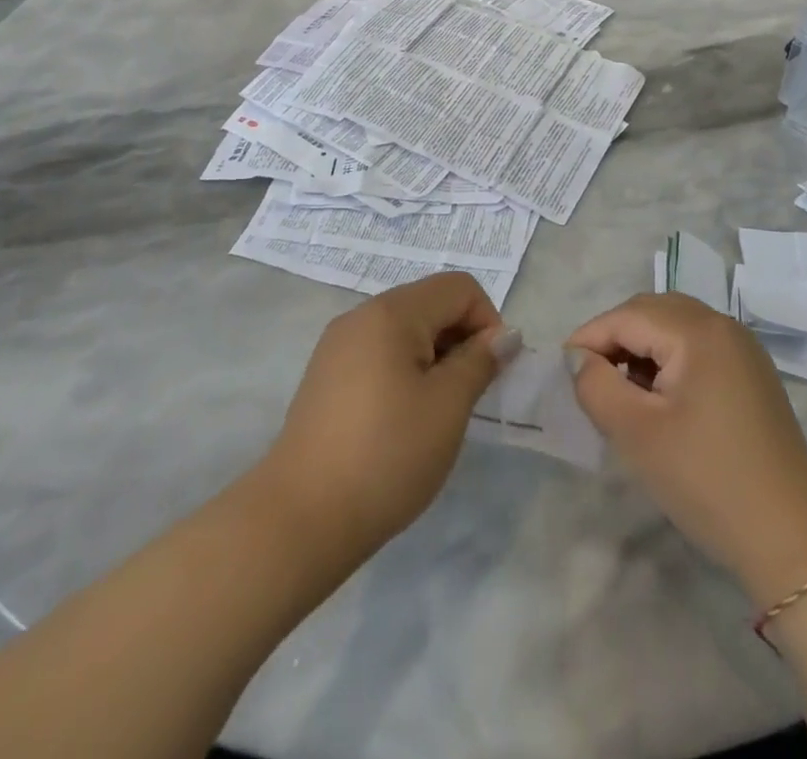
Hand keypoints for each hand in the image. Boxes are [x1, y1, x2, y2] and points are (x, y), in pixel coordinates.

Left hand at [262, 272, 511, 562]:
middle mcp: (361, 316)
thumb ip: (480, 360)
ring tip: (436, 412)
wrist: (301, 518)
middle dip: (461, 339)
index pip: (459, 287)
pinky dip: (404, 372)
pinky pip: (379, 353)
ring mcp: (338, 345)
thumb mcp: (448, 406)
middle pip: (430, 303)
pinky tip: (402, 420)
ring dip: (434, 358)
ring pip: (405, 330)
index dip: (487, 321)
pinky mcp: (326, 376)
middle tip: (467, 396)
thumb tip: (505, 335)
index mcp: (392, 312)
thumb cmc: (386, 455)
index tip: (490, 372)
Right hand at [566, 294, 806, 603]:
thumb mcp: (636, 433)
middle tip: (590, 378)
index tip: (562, 371)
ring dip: (641, 347)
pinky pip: (698, 347)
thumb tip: (578, 360)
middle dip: (615, 337)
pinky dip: (669, 360)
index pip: (627, 316)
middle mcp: (723, 326)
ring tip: (621, 390)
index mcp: (698, 331)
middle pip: (652, 311)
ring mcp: (743, 350)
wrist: (793, 540)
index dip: (589, 338)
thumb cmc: (707, 480)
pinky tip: (659, 398)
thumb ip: (596, 385)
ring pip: (675, 327)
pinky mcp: (753, 376)